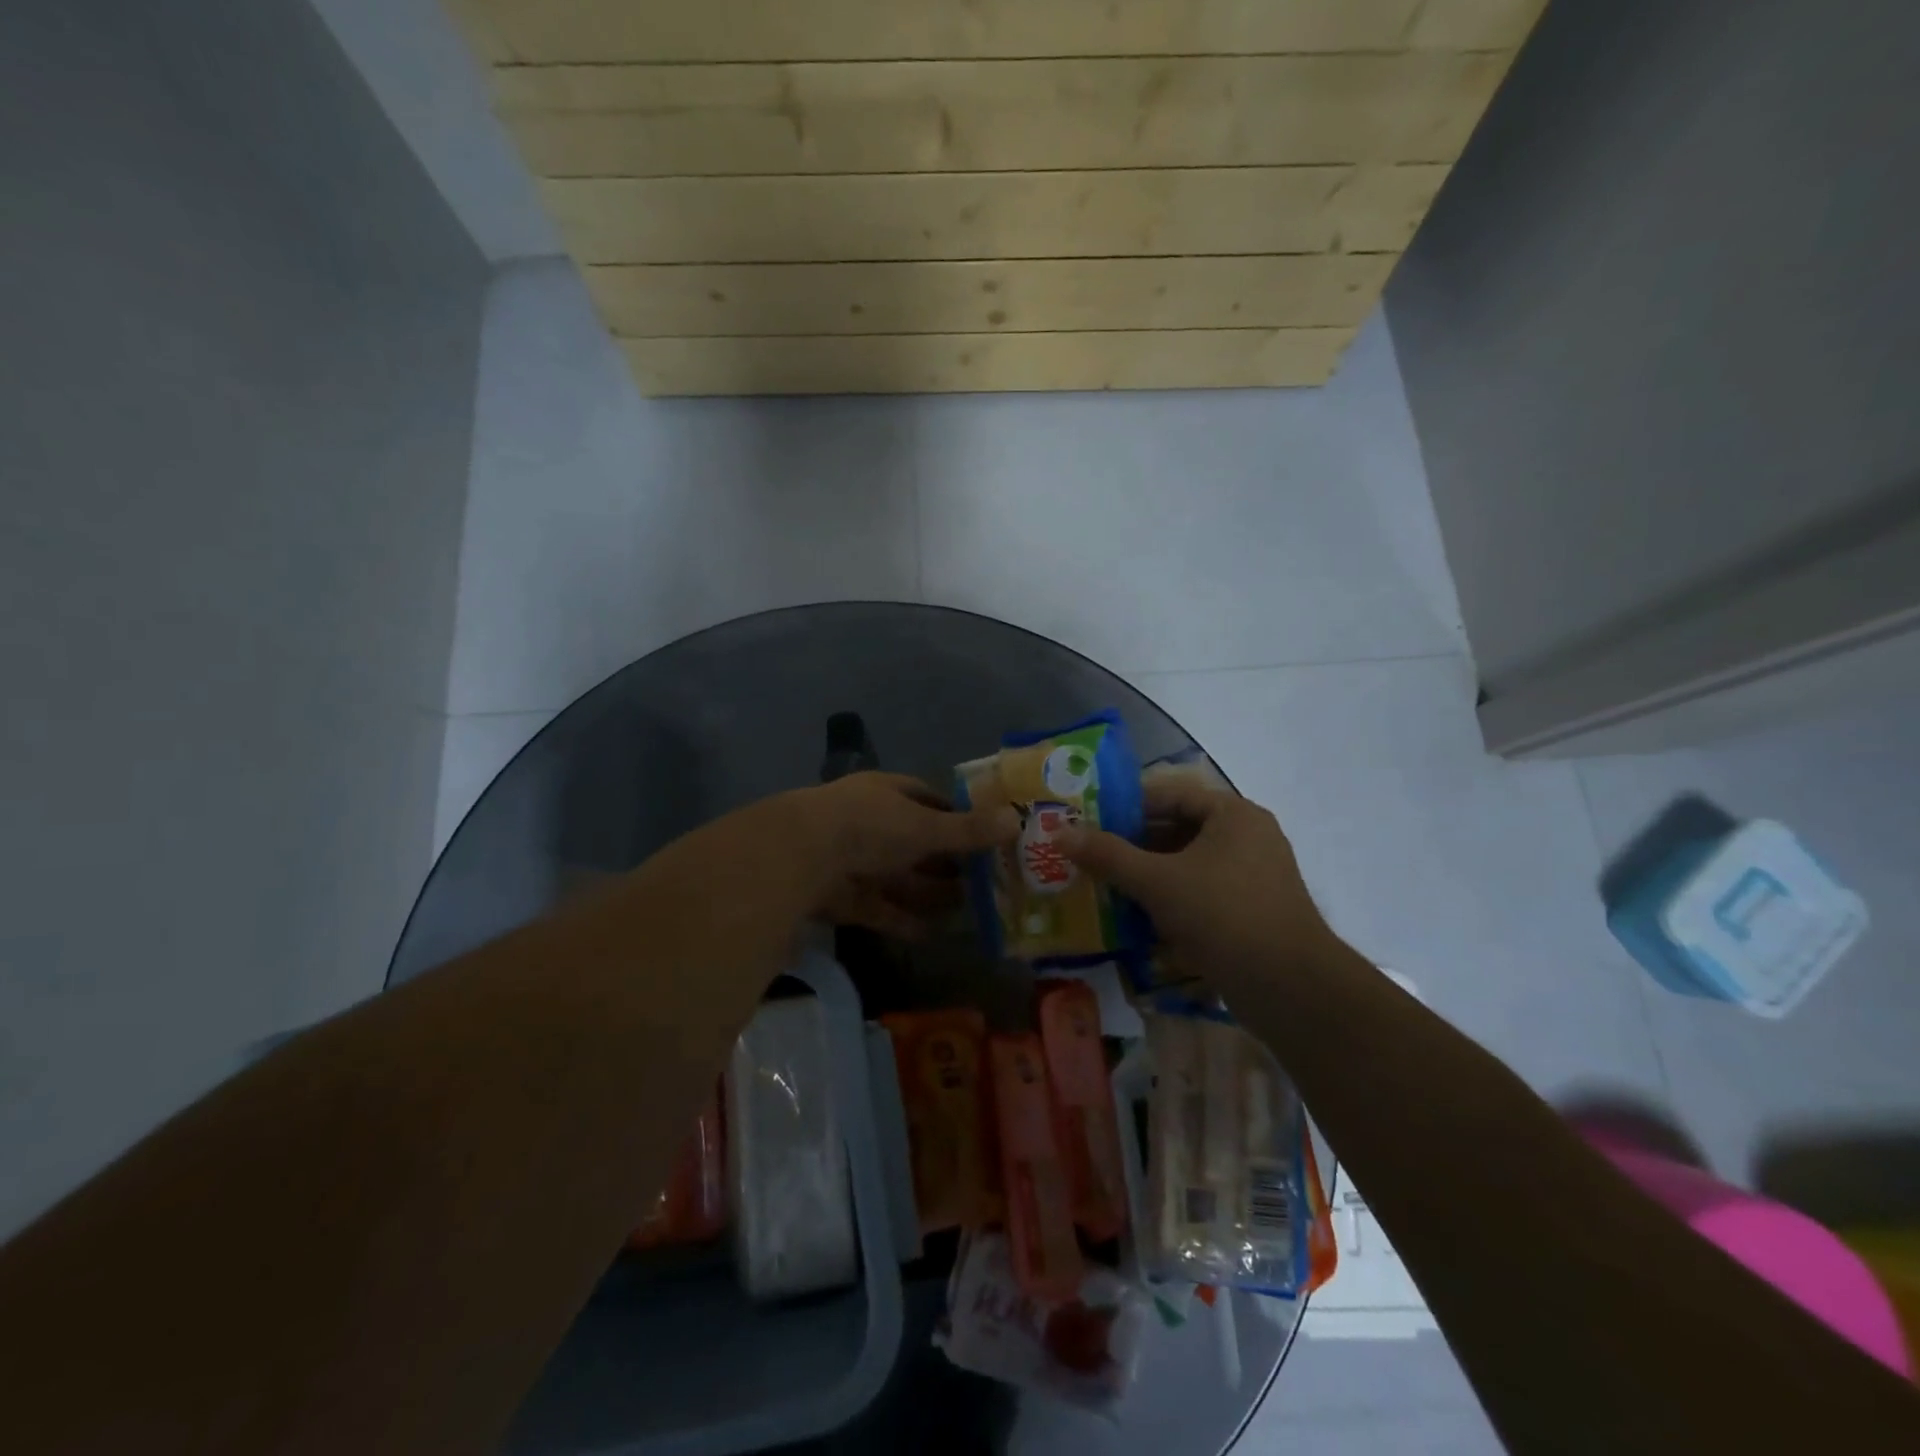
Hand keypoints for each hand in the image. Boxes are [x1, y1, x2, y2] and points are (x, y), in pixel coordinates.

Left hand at [786, 773, 1018, 938]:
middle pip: (915, 843)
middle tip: (985, 880)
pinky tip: (932, 935)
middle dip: (946, 861)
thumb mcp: (925, 825)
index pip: (927, 800)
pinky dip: (904, 921)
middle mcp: (870, 823)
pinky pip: (881, 909)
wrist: (800, 856)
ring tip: (968, 910)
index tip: (984, 834)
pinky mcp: (842, 897)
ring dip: (930, 894)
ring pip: (900, 878)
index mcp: (887, 794)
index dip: (955, 815)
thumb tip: (1017, 820)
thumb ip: (968, 829)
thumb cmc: (870, 826)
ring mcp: (853, 861)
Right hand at [1060, 778, 1334, 985]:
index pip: (1168, 794)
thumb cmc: (1223, 916)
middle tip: (1090, 857)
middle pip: (1178, 829)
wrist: (1292, 988)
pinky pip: (1202, 892)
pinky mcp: (1253, 910)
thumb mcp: (1157, 882)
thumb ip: (1108, 855)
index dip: (1125, 806)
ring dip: (1149, 875)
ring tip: (1106, 887)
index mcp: (1232, 814)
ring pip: (1188, 864)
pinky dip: (1171, 899)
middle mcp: (1248, 836)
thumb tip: (1061, 833)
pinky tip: (1139, 918)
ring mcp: (1254, 875)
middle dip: (1133, 845)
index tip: (1087, 822)